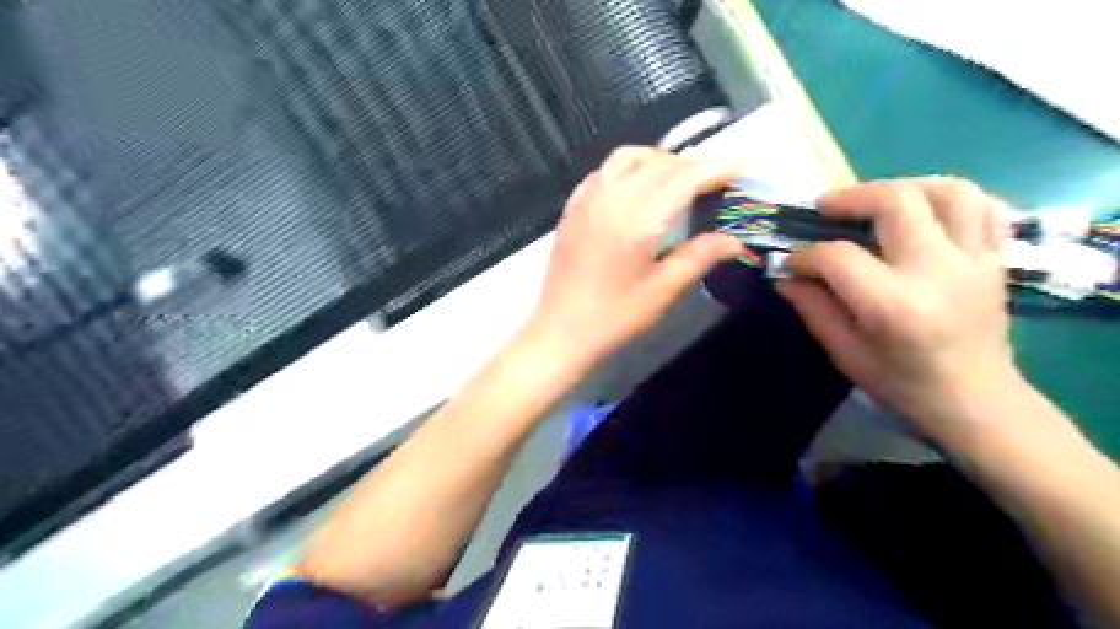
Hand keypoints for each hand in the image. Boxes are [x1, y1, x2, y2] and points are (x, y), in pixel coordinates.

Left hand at [526, 147, 740, 368]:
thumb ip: (698, 257)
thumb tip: (734, 241)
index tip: (738, 164)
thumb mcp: (662, 291)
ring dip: (658, 159)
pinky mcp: (572, 208)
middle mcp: (611, 199)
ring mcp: (587, 200)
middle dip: (691, 164)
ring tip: (677, 177)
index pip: (682, 178)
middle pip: (658, 164)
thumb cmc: (614, 317)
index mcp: (637, 221)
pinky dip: (628, 168)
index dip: (713, 167)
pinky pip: (603, 172)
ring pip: (627, 159)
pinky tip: (636, 186)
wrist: (561, 330)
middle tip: (715, 178)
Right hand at [781, 179, 1022, 439]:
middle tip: (826, 208)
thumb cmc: (902, 384)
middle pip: (895, 202)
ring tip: (875, 201)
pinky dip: (947, 197)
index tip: (791, 260)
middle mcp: (937, 271)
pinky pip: (981, 206)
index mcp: (893, 304)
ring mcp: (974, 260)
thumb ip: (813, 307)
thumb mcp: (845, 352)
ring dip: (903, 186)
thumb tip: (785, 275)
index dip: (805, 254)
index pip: (838, 256)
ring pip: (947, 191)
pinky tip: (920, 210)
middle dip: (851, 198)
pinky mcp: (995, 258)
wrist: (976, 401)